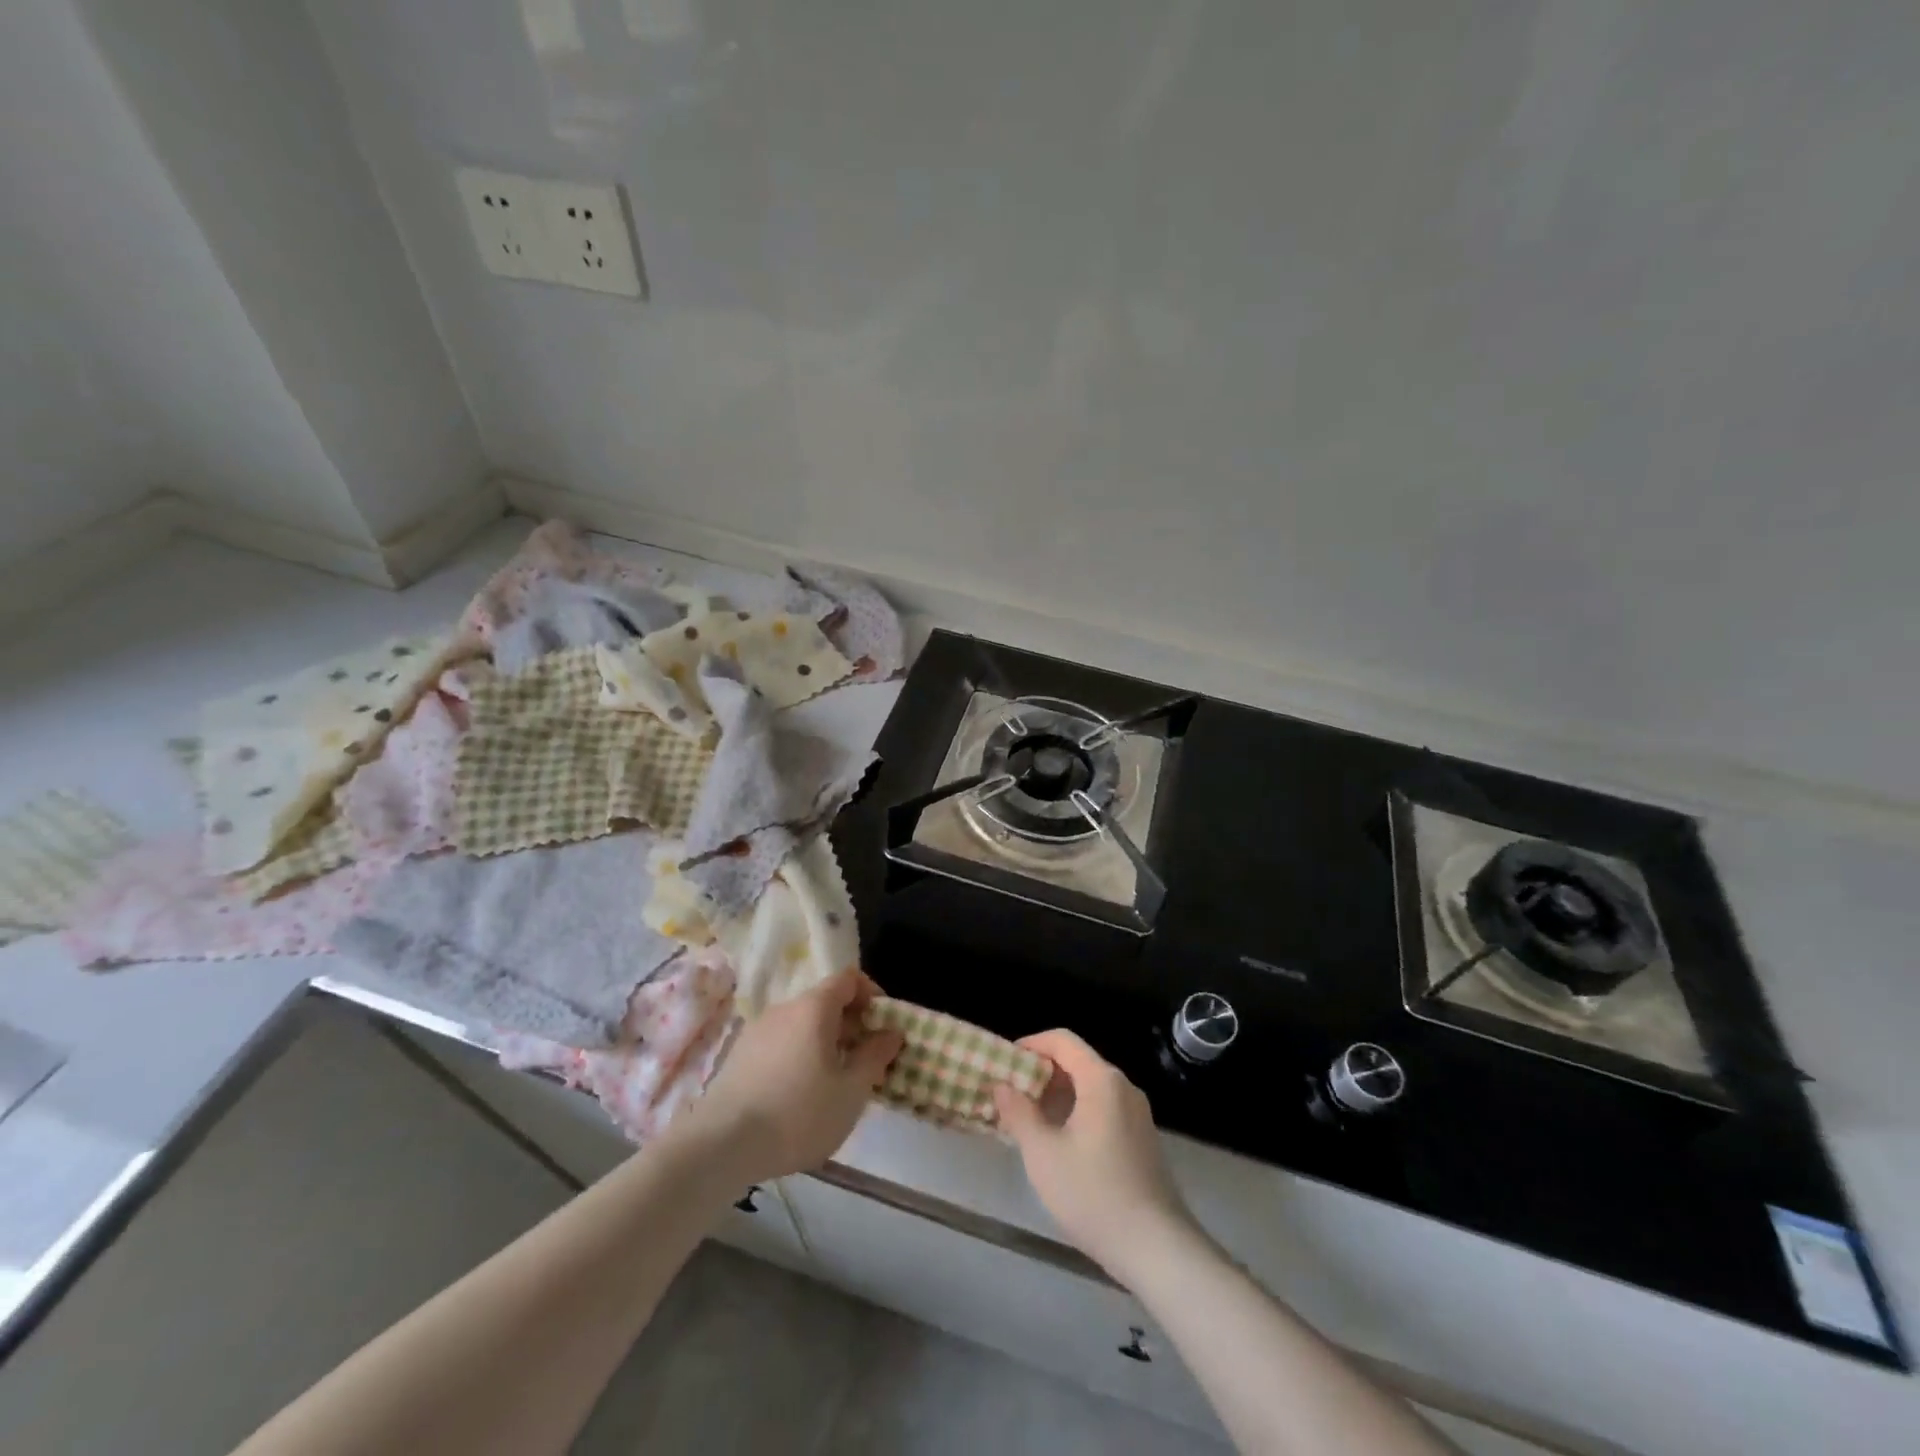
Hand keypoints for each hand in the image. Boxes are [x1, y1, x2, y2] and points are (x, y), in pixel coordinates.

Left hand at [682, 968, 904, 1183]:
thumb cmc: (798, 1113)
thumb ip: (875, 1056)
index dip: (872, 994)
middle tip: (866, 1062)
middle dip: (851, 1025)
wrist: (720, 1145)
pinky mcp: (740, 1055)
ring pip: (802, 1025)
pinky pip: (781, 1043)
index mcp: (814, 1007)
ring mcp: (758, 1030)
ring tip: (835, 1083)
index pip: (849, 978)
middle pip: (825, 1002)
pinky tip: (800, 1096)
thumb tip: (891, 1033)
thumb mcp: (851, 1091)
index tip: (884, 1026)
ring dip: (825, 1043)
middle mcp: (785, 1008)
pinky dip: (800, 1056)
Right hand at [993, 1030, 1194, 1279]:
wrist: (1156, 1248)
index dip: (1031, 1044)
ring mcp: (1137, 1114)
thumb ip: (1019, 1113)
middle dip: (1041, 1073)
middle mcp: (1123, 1087)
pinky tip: (1059, 1143)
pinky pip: (1103, 1109)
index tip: (1005, 1062)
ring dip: (1057, 1095)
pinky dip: (1077, 1112)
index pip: (1062, 1040)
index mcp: (1101, 1080)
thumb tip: (1002, 1085)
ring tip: (1028, 1120)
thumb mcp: (1043, 1154)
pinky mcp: (1142, 1139)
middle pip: (1077, 1062)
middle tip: (1011, 1095)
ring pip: (1090, 1088)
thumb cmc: (1093, 1194)